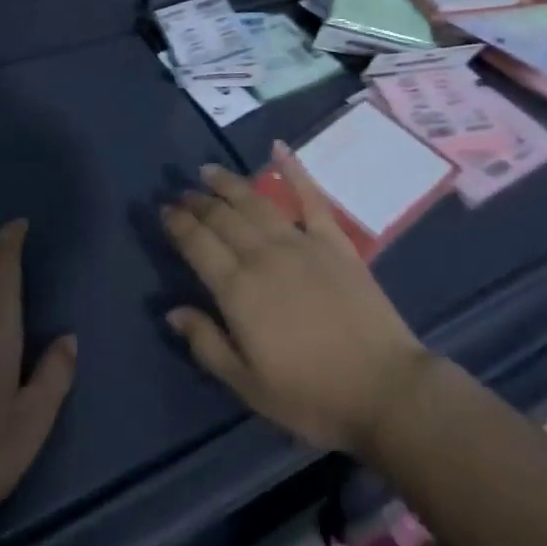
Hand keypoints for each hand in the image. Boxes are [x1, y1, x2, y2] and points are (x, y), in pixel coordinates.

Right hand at [161, 145, 432, 454]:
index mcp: (239, 291)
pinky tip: (278, 149)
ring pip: (257, 202)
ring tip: (210, 171)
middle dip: (199, 202)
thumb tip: (172, 310)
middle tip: (181, 192)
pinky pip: (310, 196)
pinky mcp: (334, 239)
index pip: (199, 245)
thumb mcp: (248, 385)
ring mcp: (302, 242)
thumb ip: (207, 343)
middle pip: (224, 219)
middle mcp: (265, 255)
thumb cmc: (310, 396)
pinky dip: (293, 170)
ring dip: (230, 184)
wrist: (382, 387)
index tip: (163, 210)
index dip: (178, 225)